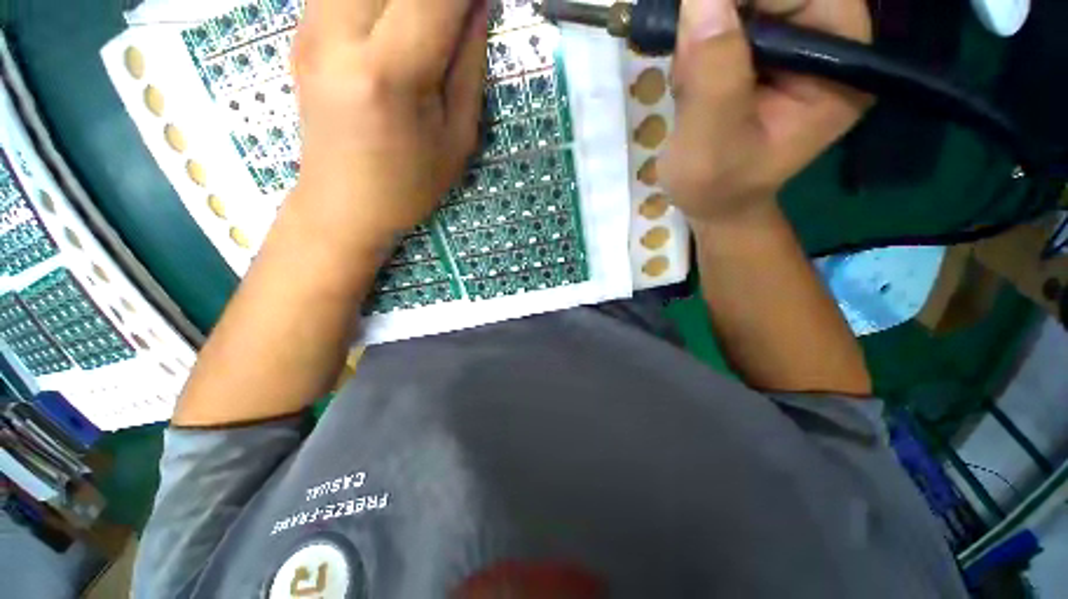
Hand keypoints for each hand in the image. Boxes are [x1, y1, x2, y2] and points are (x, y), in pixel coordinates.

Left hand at [288, 0, 487, 250]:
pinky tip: (395, 23)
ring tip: (427, 27)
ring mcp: (310, 27)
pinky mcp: (300, 30)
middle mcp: (338, 34)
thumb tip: (479, 4)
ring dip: (405, 0)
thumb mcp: (457, 139)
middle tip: (454, 18)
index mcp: (389, 73)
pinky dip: (379, 1)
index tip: (483, 4)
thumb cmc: (409, 186)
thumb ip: (469, 65)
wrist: (343, 205)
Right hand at [662, 0, 871, 223]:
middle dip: (722, 18)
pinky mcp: (771, 54)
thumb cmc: (715, 186)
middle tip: (688, 67)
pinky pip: (735, 19)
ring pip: (750, 2)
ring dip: (707, 32)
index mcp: (842, 67)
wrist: (714, 203)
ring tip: (689, 84)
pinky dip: (702, 40)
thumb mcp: (709, 141)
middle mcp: (831, 46)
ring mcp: (800, 47)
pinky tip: (691, 80)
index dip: (747, 1)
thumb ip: (713, 73)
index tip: (698, 25)